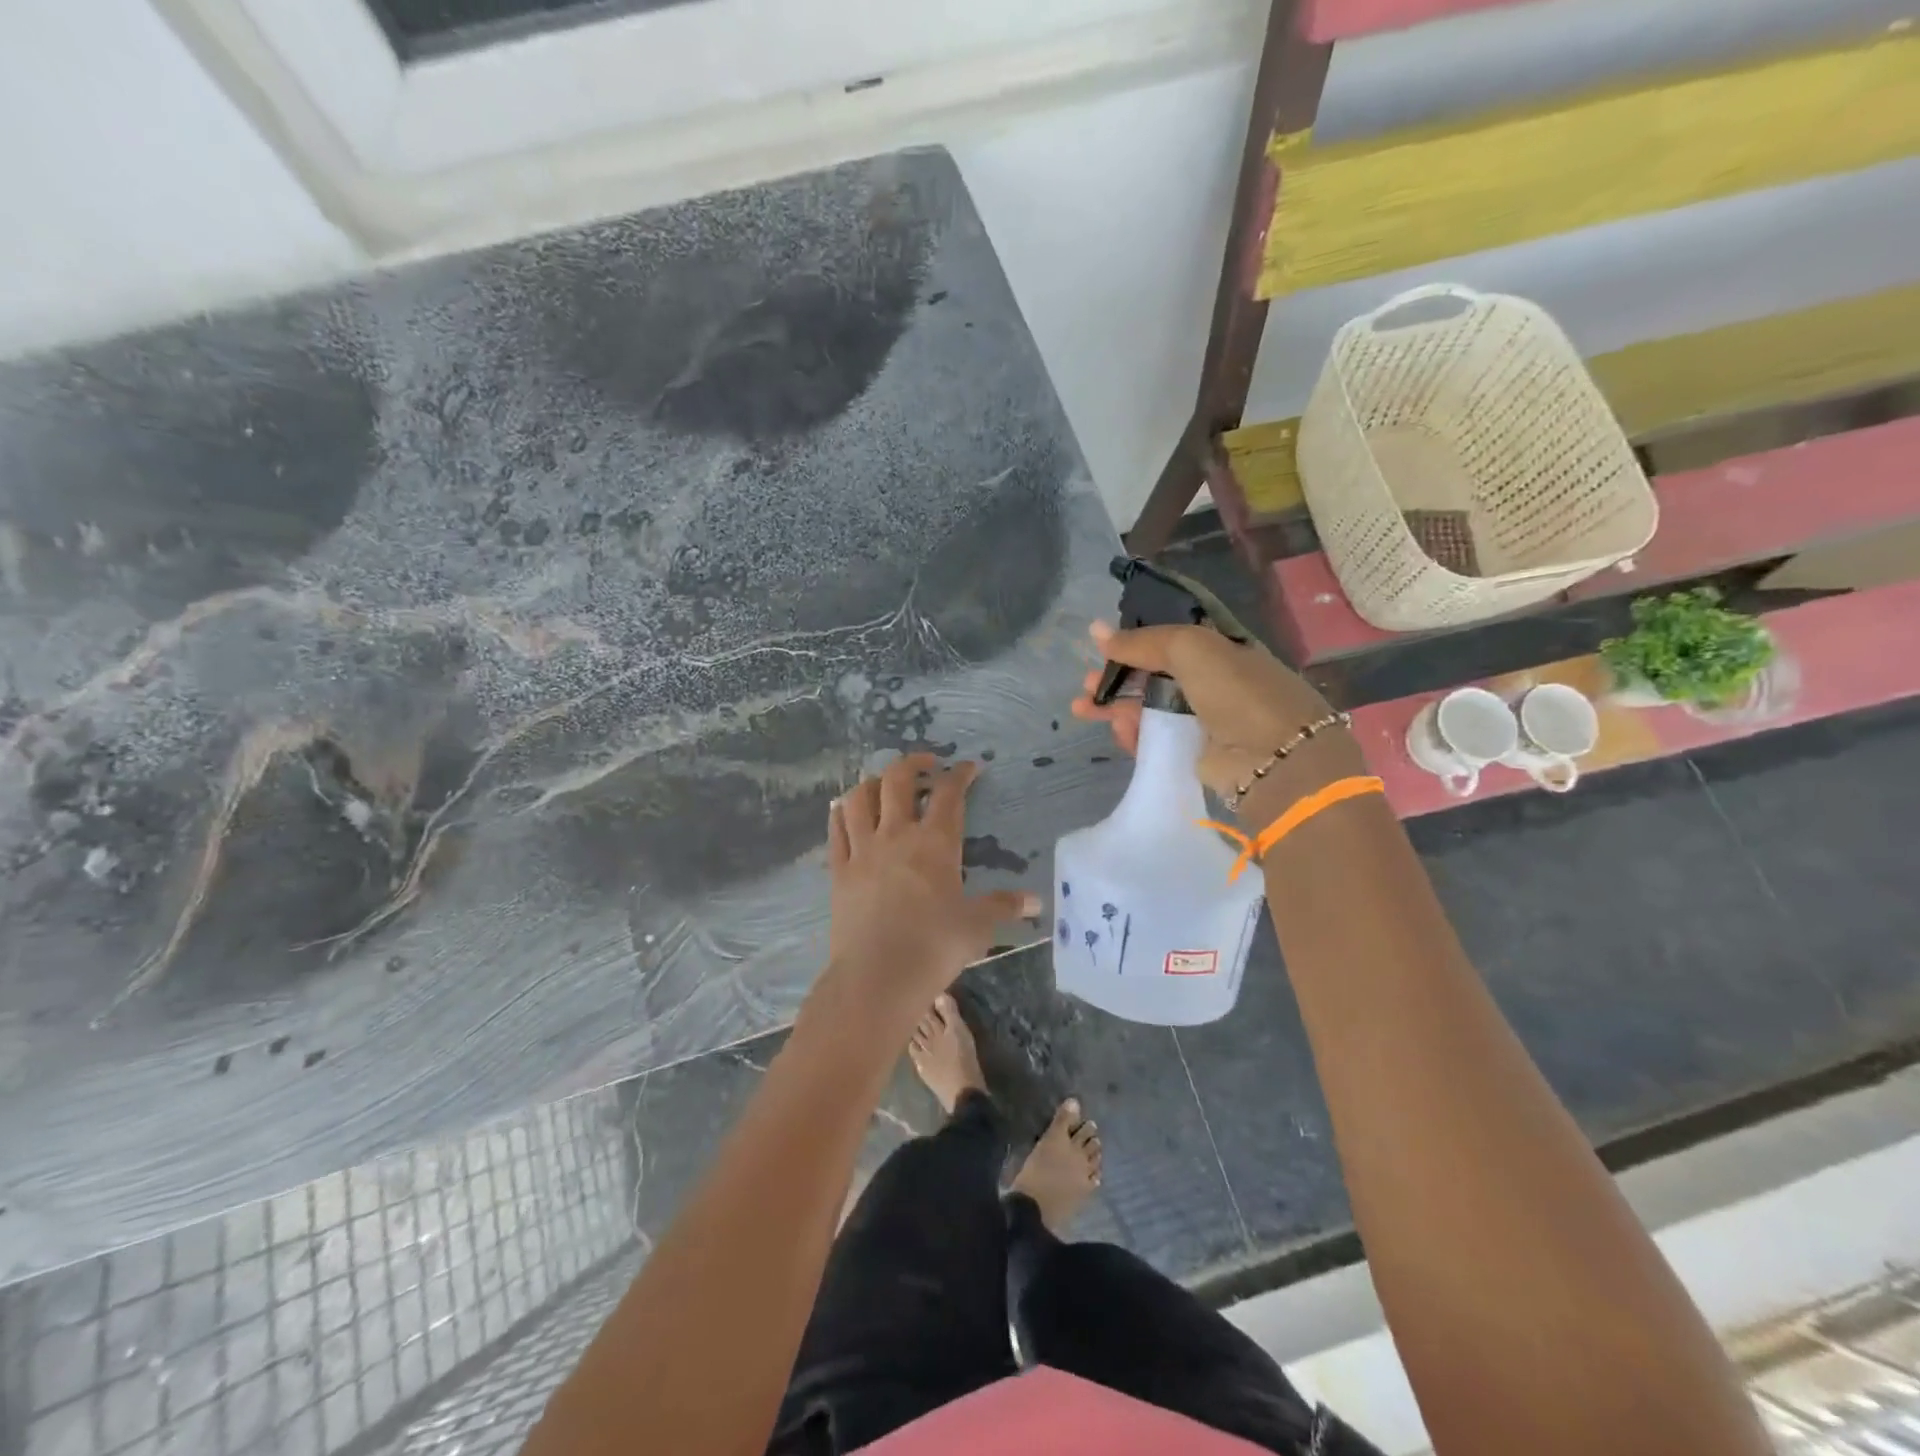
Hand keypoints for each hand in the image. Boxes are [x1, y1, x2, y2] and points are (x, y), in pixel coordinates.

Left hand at [819, 753, 1038, 1025]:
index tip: (969, 767)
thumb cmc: (934, 947)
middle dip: (914, 763)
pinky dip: (841, 812)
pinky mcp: (839, 870)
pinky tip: (844, 809)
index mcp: (935, 843)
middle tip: (927, 764)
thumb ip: (1003, 906)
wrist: (877, 977)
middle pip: (898, 780)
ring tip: (884, 784)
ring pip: (860, 798)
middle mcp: (896, 835)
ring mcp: (862, 850)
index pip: (949, 794)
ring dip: (873, 782)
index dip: (961, 775)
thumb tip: (1034, 901)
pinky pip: (836, 829)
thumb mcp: (977, 926)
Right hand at [1070, 621, 1363, 822]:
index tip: (1100, 648)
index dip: (1133, 643)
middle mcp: (1211, 682)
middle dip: (1116, 678)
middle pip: (1152, 676)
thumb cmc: (1237, 692)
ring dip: (1115, 707)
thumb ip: (1142, 641)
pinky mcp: (1193, 753)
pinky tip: (1118, 732)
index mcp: (1219, 650)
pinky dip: (1133, 734)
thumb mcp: (1191, 648)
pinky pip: (1154, 739)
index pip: (1168, 641)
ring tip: (1084, 709)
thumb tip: (1096, 631)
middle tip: (1085, 685)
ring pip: (1149, 709)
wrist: (1275, 760)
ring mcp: (1202, 720)